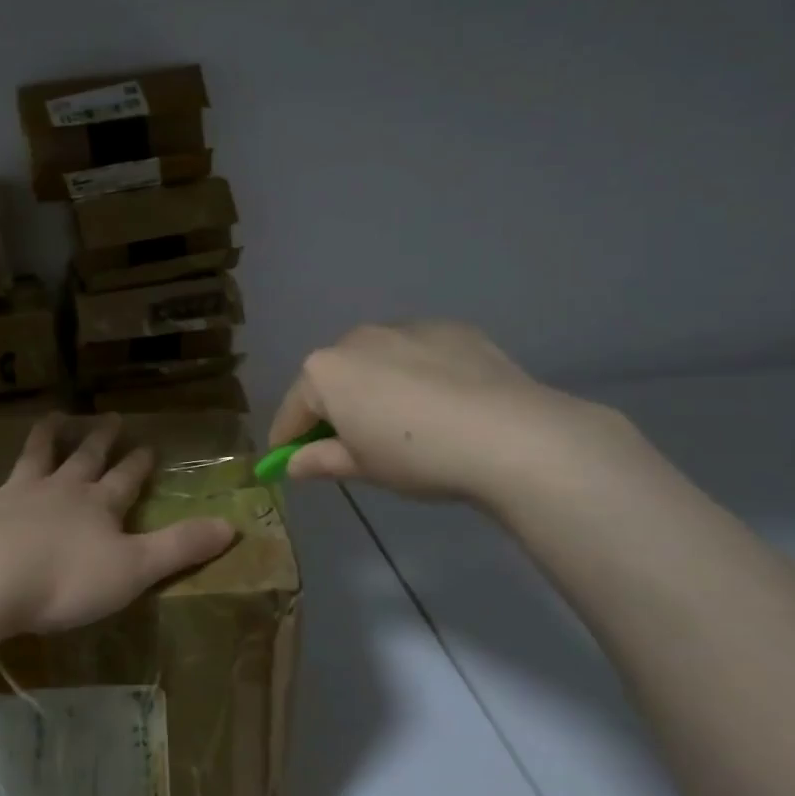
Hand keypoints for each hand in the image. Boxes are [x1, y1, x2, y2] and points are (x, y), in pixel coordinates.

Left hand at [0, 414, 237, 636]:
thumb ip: (181, 547)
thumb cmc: (66, 580)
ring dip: (45, 436)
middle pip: (84, 457)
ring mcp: (17, 494)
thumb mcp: (135, 569)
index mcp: (98, 504)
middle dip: (100, 439)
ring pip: (35, 456)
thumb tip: (232, 525)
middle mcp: (60, 489)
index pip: (126, 478)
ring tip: (54, 416)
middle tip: (110, 416)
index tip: (148, 445)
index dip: (139, 463)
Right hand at [269, 321, 628, 507]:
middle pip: (334, 377)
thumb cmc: (416, 455)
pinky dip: (418, 374)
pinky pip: (419, 354)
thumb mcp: (362, 467)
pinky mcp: (451, 329)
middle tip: (349, 443)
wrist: (508, 434)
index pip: (294, 409)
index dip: (287, 437)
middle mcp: (358, 338)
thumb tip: (294, 465)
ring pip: (377, 360)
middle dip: (334, 406)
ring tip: (402, 421)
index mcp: (325, 371)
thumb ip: (321, 460)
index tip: (286, 458)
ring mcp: (407, 328)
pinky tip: (442, 403)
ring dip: (376, 385)